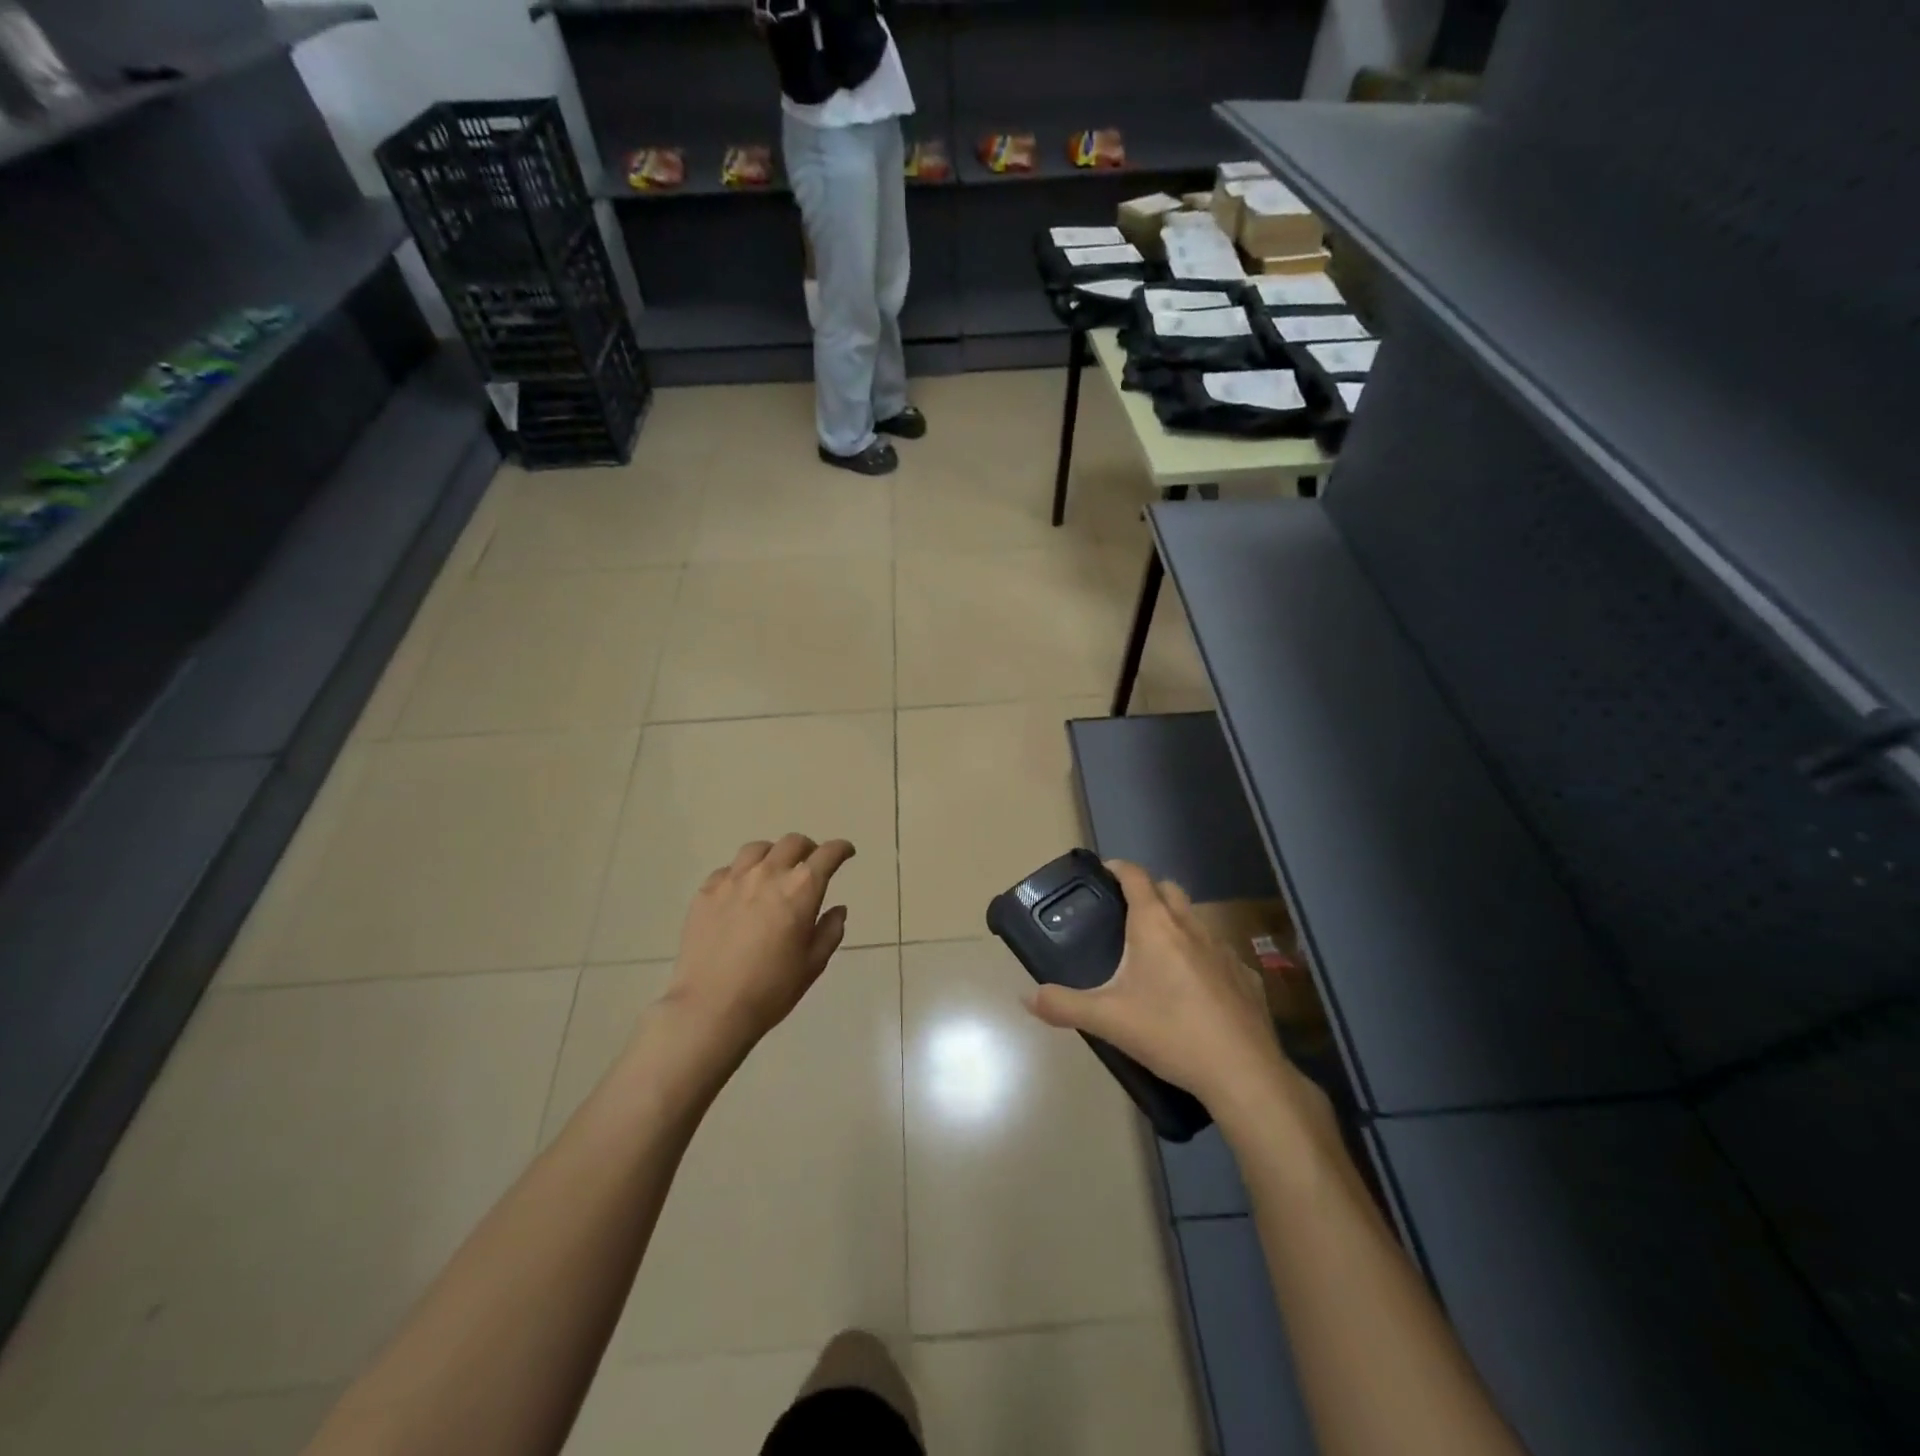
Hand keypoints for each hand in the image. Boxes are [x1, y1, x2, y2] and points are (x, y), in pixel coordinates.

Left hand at [664, 834, 855, 1054]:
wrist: (711, 1008)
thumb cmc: (771, 989)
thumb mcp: (813, 964)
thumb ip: (830, 931)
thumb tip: (837, 909)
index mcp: (801, 889)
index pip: (827, 854)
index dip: (841, 849)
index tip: (846, 852)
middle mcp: (768, 874)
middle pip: (792, 842)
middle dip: (808, 848)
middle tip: (811, 863)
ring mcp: (733, 880)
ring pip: (758, 849)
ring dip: (773, 854)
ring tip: (774, 870)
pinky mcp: (706, 892)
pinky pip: (728, 869)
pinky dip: (742, 873)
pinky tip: (742, 892)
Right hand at [1025, 860, 1317, 1125]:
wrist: (1242, 1072)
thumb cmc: (1170, 1033)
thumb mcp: (1107, 1021)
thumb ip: (1063, 1005)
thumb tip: (1027, 997)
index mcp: (1155, 926)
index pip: (1136, 876)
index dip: (1118, 867)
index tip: (1104, 872)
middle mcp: (1191, 927)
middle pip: (1169, 890)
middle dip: (1148, 892)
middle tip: (1125, 915)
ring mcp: (1224, 950)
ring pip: (1196, 920)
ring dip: (1176, 923)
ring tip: (1157, 954)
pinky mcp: (1246, 976)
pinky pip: (1219, 953)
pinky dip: (1203, 957)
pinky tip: (1196, 989)